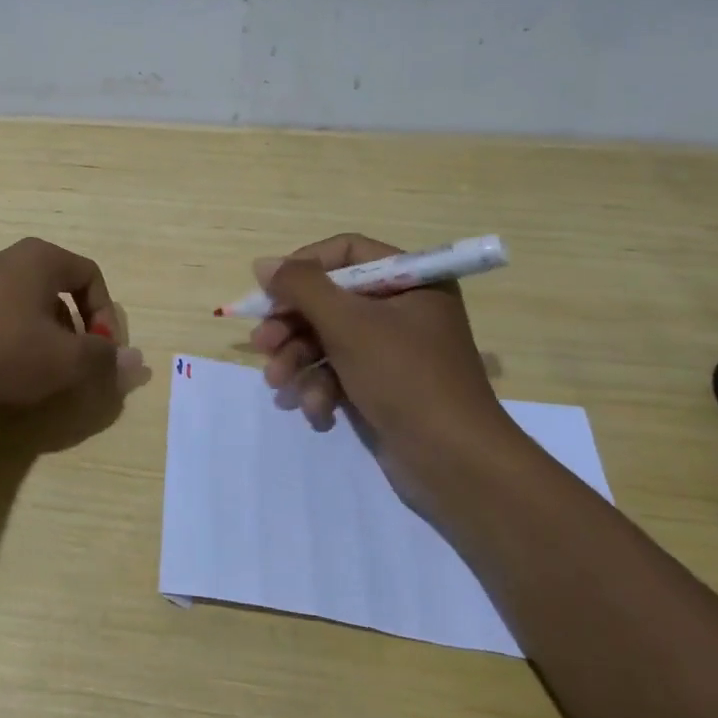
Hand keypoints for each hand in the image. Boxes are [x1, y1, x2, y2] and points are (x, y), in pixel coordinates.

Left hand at [0, 238, 144, 408]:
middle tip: (71, 366)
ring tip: (33, 374)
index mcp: (40, 259)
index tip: (102, 353)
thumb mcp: (62, 360)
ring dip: (39, 338)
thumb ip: (102, 360)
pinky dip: (5, 341)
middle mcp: (7, 259)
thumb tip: (137, 361)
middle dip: (72, 330)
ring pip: (23, 305)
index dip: (106, 315)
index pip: (90, 275)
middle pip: (56, 290)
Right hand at [248, 233, 517, 514]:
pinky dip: (321, 389)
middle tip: (262, 345)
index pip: (346, 252)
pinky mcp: (383, 387)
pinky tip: (315, 411)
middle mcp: (403, 309)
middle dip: (292, 326)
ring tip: (278, 385)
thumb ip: (301, 287)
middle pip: (330, 300)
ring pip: (328, 340)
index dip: (303, 267)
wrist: (454, 464)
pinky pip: (340, 373)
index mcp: (411, 281)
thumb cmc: (404, 377)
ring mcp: (393, 351)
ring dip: (298, 362)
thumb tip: (263, 263)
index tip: (270, 291)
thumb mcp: (348, 324)